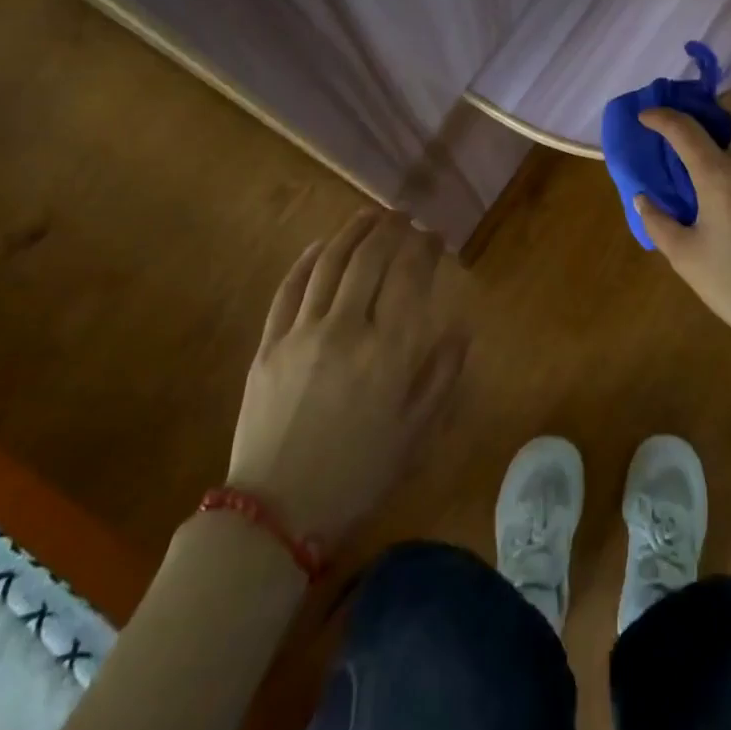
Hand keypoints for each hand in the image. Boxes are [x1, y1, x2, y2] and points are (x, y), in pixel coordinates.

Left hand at [226, 210, 468, 547]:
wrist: (275, 514)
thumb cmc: (358, 475)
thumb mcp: (415, 434)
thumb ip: (441, 376)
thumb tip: (462, 328)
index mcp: (389, 352)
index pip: (410, 277)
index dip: (425, 247)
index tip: (435, 235)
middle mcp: (347, 330)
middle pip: (370, 259)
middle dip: (391, 229)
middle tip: (405, 217)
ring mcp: (302, 333)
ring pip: (330, 263)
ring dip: (352, 232)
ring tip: (371, 216)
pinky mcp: (268, 344)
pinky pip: (290, 288)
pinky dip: (308, 259)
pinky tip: (321, 245)